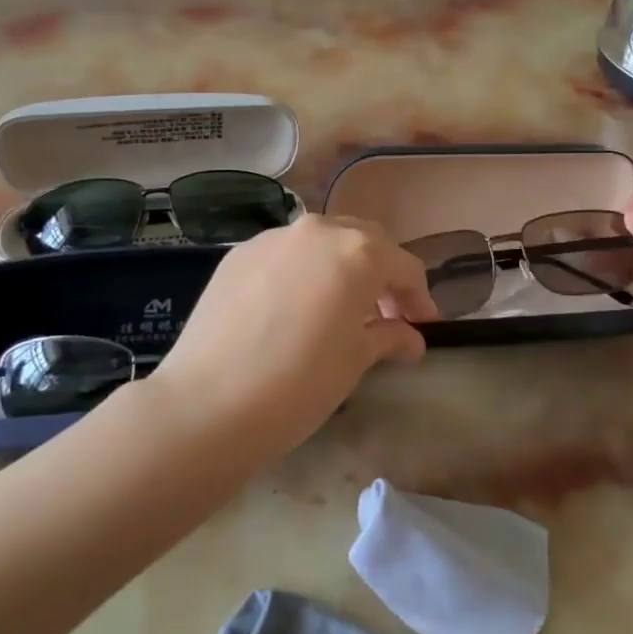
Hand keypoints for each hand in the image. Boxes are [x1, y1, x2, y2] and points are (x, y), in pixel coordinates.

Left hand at [151, 215, 438, 455]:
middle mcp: (317, 231)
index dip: (419, 298)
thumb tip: (410, 338)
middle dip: (380, 274)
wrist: (209, 402)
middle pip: (363, 242)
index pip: (403, 267)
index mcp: (358, 251)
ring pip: (321, 242)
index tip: (424, 327)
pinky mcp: (237, 254)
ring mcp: (272, 238)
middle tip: (385, 316)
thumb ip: (388, 337)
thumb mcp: (355, 361)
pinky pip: (284, 254)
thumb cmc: (300, 383)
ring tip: (338, 310)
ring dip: (340, 268)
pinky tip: (293, 309)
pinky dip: (301, 272)